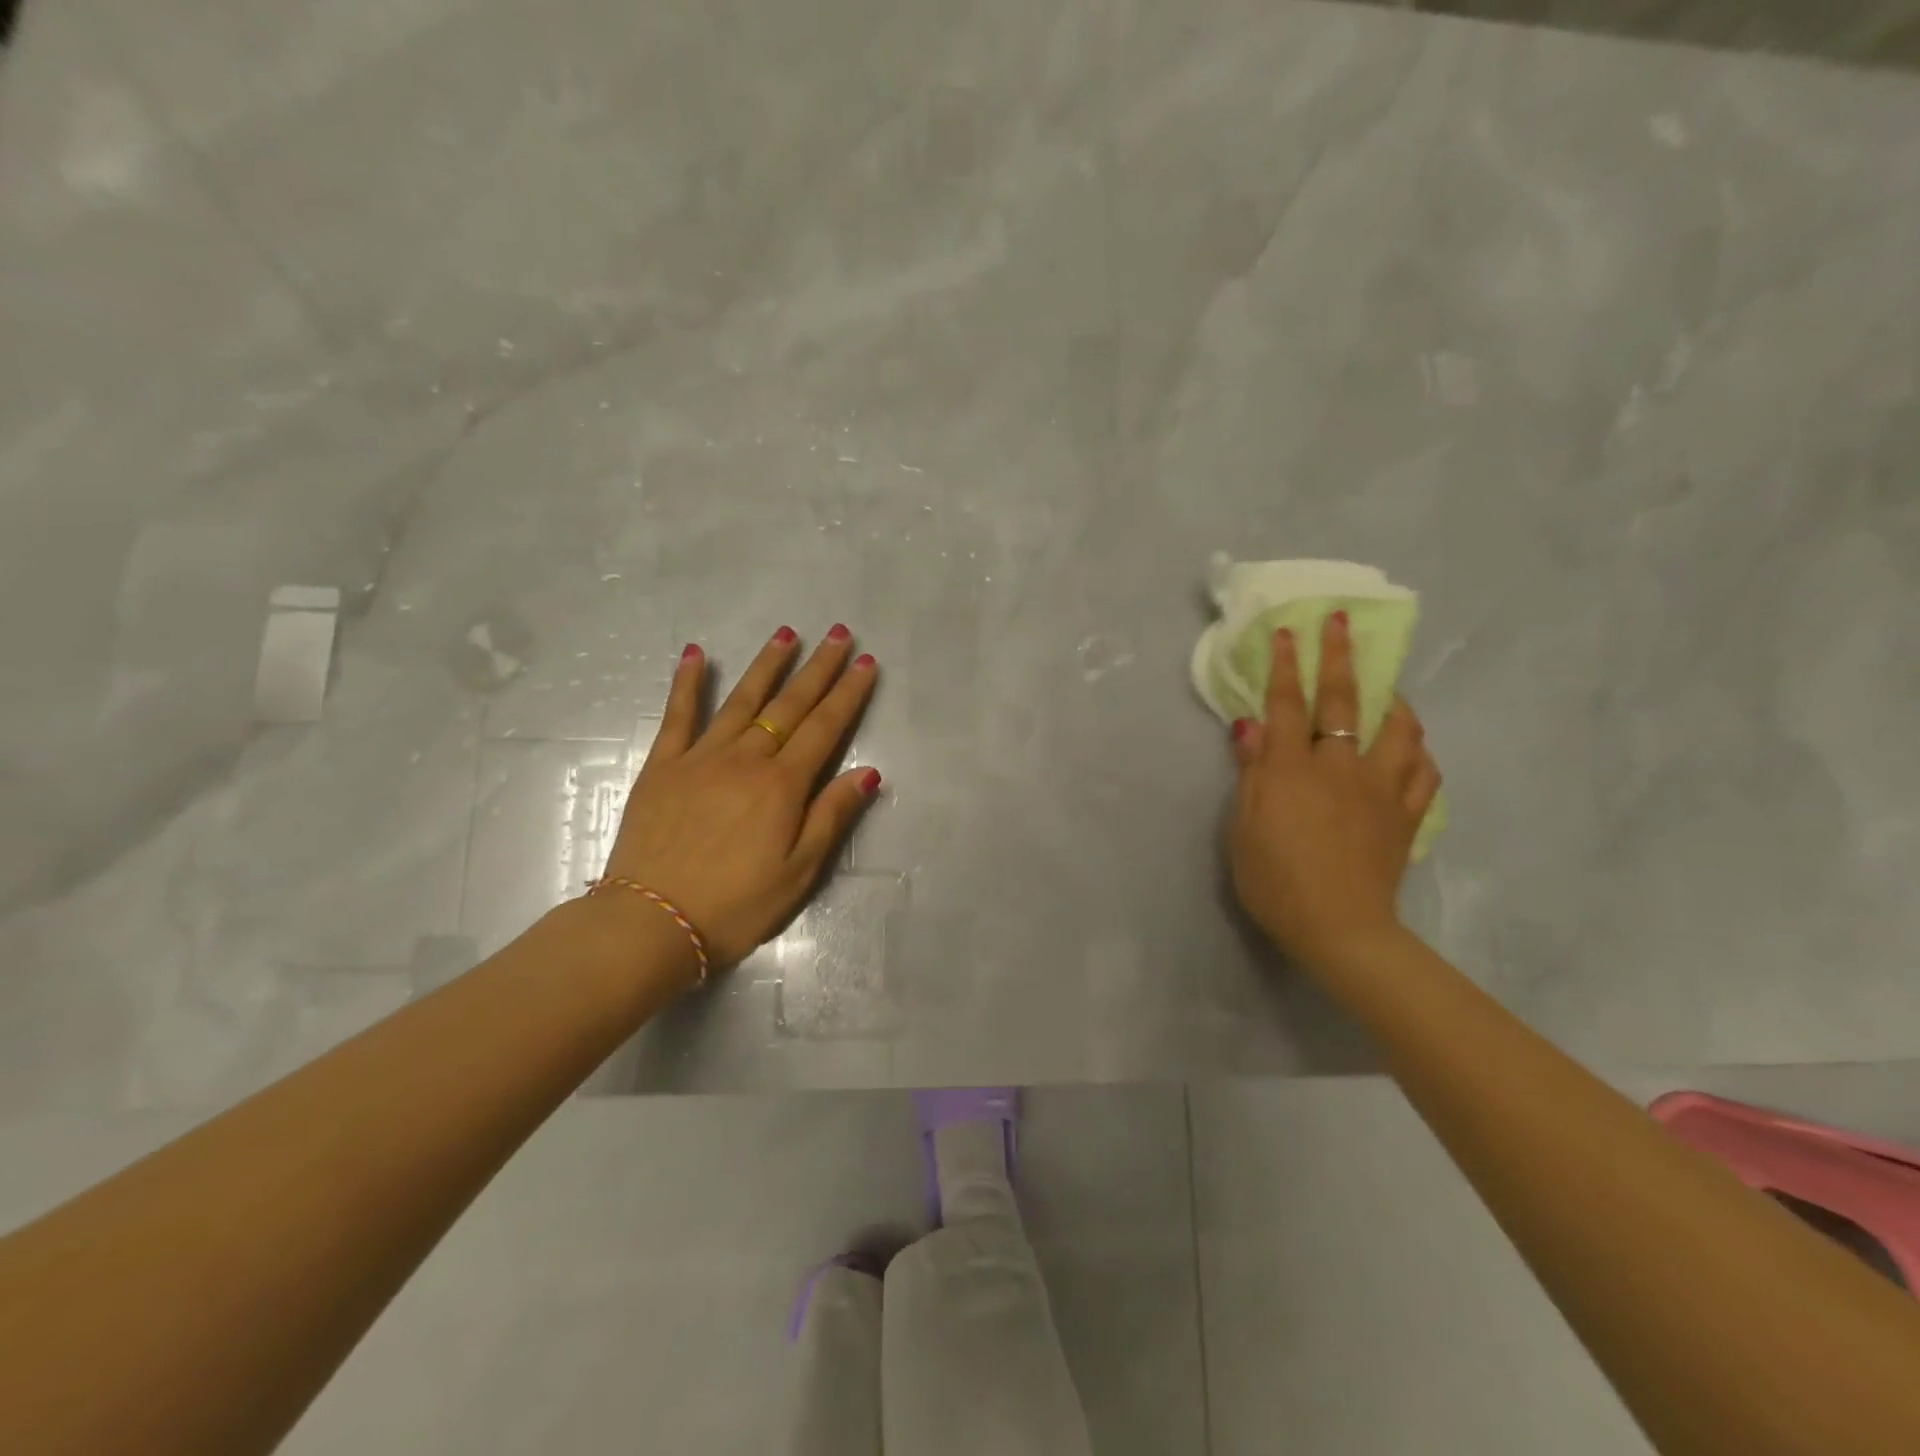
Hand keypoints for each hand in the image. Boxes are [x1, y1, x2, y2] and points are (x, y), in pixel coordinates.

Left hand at [600, 624, 880, 974]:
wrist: (651, 922)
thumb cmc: (736, 905)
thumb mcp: (799, 872)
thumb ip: (832, 816)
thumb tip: (868, 771)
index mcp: (782, 785)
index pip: (825, 727)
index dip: (848, 693)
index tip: (866, 662)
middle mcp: (746, 758)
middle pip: (789, 705)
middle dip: (818, 668)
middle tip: (837, 633)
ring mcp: (700, 757)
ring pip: (741, 700)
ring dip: (767, 665)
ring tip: (787, 633)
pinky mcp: (663, 767)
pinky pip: (678, 716)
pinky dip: (687, 683)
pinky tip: (695, 654)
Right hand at [1226, 612, 1441, 972]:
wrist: (1339, 929)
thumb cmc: (1275, 880)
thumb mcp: (1244, 827)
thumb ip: (1250, 772)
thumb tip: (1249, 725)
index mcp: (1293, 769)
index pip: (1287, 704)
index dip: (1286, 666)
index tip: (1288, 632)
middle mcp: (1341, 767)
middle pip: (1344, 701)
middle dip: (1340, 657)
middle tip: (1341, 623)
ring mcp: (1381, 789)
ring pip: (1398, 729)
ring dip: (1391, 700)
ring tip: (1386, 688)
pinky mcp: (1406, 815)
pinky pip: (1423, 772)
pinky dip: (1417, 750)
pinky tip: (1409, 746)